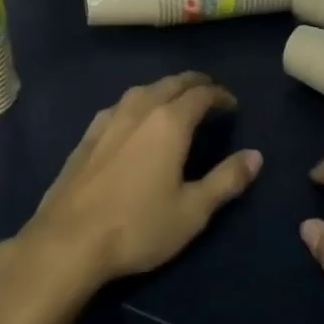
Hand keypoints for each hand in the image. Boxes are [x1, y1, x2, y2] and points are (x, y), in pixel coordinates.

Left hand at [13, 72, 260, 296]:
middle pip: (171, 83)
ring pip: (143, 90)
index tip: (232, 105)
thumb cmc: (138, 226)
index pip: (201, 94)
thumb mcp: (193, 210)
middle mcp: (139, 109)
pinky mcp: (87, 135)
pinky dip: (139, 103)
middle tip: (210, 93)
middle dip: (195, 84)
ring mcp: (108, 120)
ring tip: (176, 102)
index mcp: (169, 122)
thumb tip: (255, 156)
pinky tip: (135, 120)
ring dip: (165, 90)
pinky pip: (121, 105)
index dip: (220, 95)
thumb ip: (226, 180)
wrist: (67, 241)